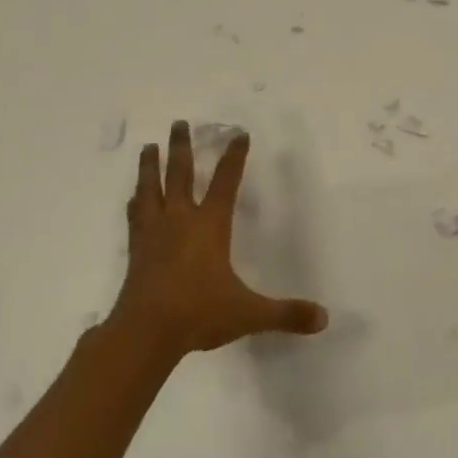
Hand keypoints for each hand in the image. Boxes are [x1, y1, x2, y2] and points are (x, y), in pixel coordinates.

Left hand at [116, 122, 328, 355]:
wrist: (143, 334)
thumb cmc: (199, 314)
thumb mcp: (249, 313)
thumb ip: (286, 313)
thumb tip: (324, 319)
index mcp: (210, 226)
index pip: (225, 182)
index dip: (234, 157)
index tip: (238, 134)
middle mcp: (180, 221)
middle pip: (179, 174)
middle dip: (181, 147)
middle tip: (179, 122)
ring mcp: (154, 235)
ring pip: (151, 189)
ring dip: (150, 166)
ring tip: (148, 146)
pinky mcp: (136, 252)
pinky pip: (136, 218)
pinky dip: (136, 203)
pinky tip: (133, 198)